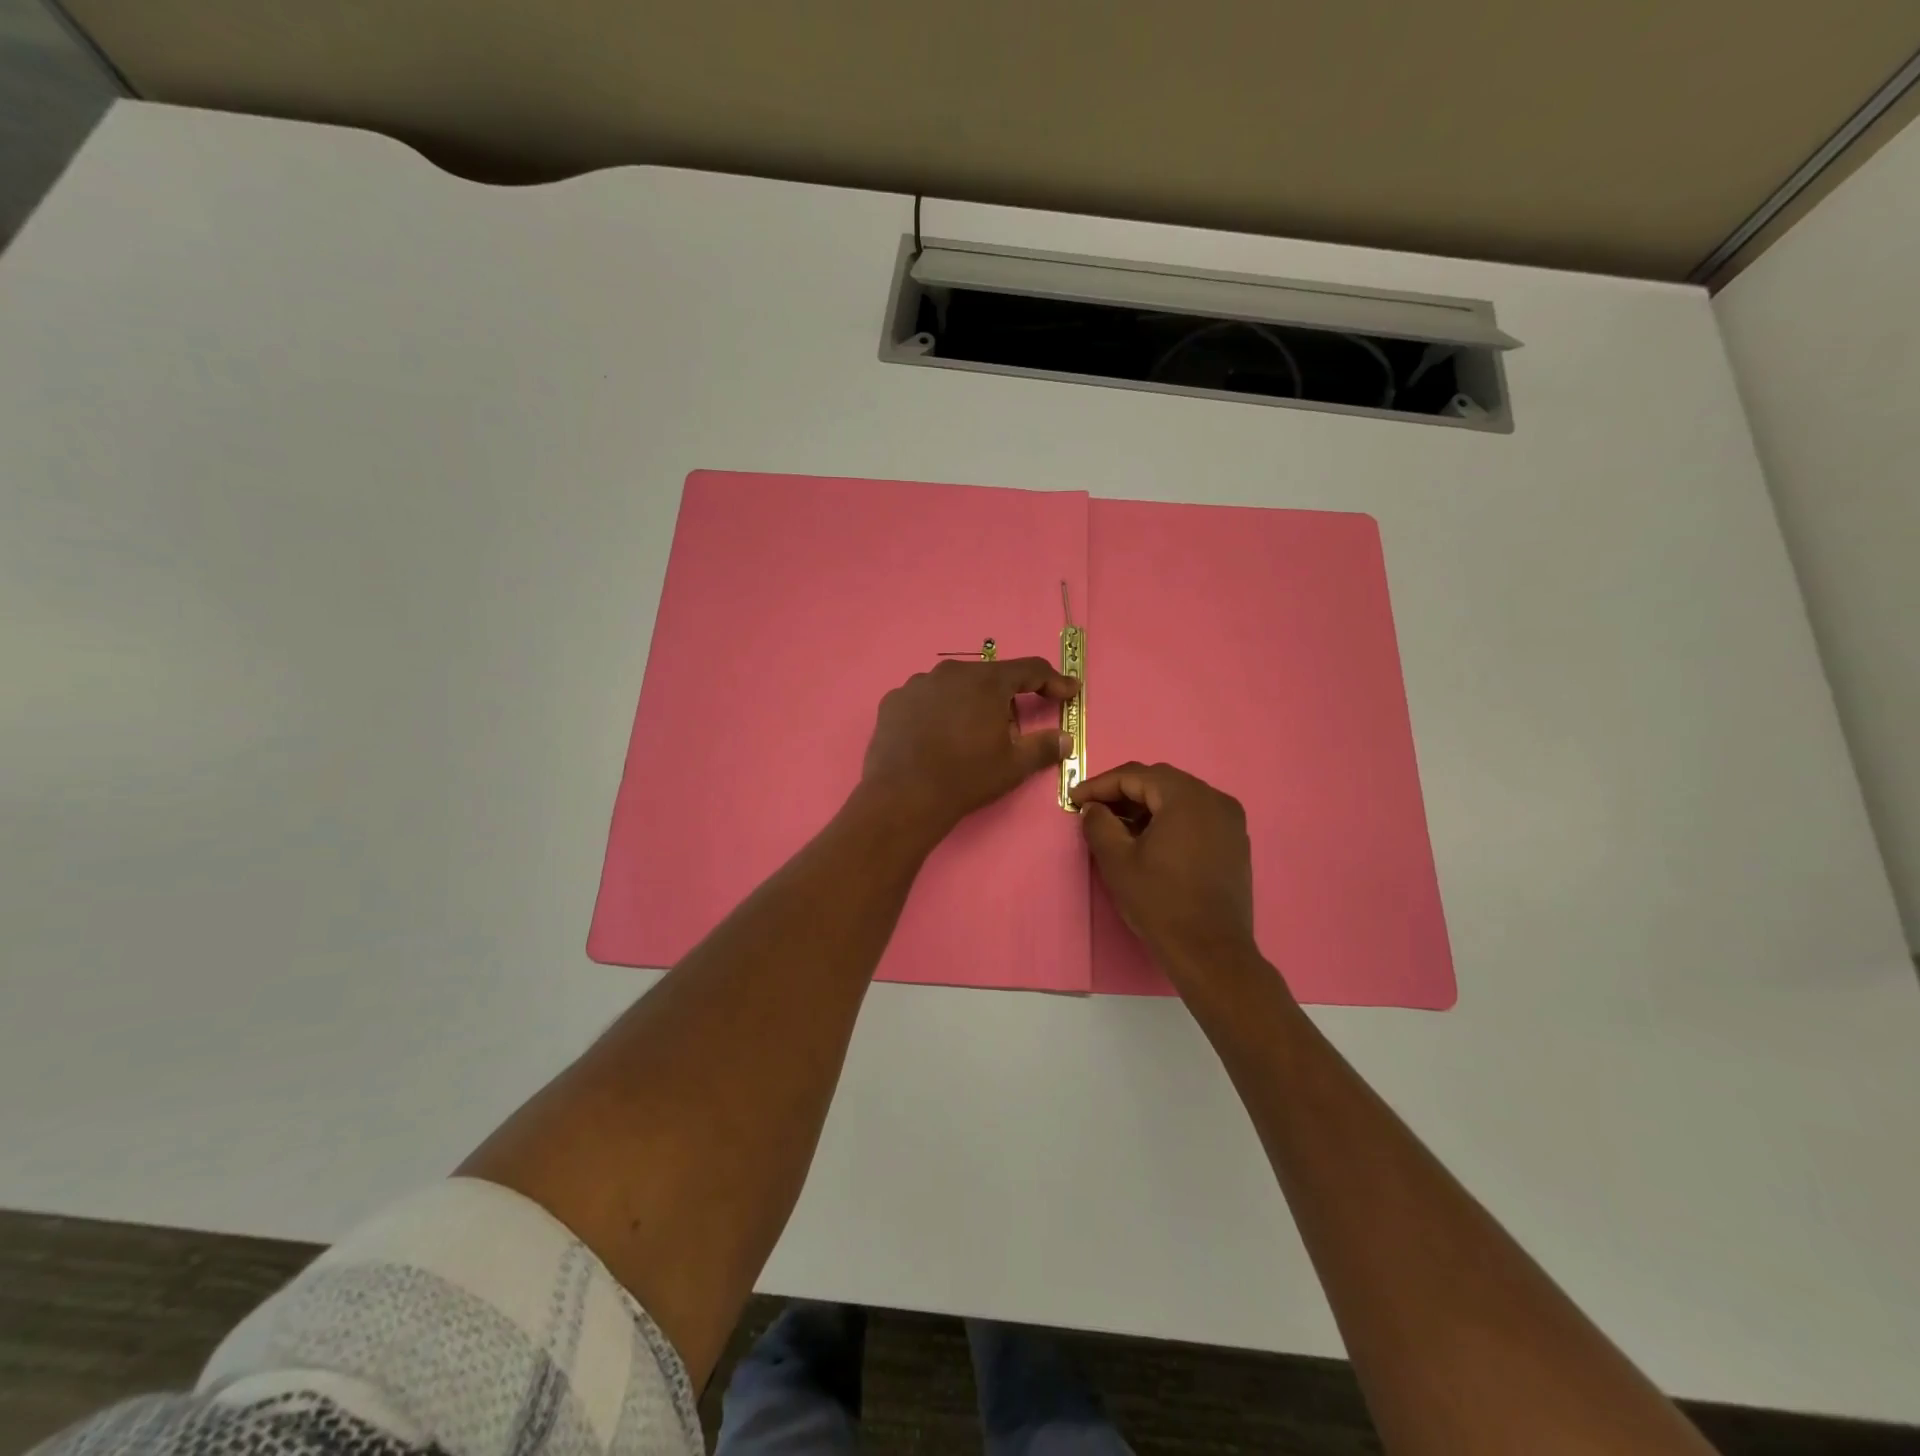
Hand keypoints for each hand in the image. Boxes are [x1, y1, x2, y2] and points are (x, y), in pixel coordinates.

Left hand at [859, 657, 1078, 845]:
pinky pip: (925, 700)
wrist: (903, 797)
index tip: (1069, 691)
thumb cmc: (966, 778)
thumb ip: (1044, 747)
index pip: (1029, 670)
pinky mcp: (894, 701)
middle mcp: (951, 672)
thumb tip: (1066, 739)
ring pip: (954, 687)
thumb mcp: (1013, 766)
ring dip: (967, 703)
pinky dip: (936, 713)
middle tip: (1009, 729)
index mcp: (986, 682)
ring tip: (967, 736)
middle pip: (988, 678)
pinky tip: (935, 737)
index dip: (1053, 681)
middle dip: (1004, 699)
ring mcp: (918, 684)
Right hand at [1071, 762, 1268, 994]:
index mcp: (1186, 797)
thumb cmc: (1160, 902)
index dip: (1100, 784)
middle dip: (1123, 792)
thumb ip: (1099, 824)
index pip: (1135, 775)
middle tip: (1093, 809)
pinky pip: (1196, 816)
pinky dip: (1169, 819)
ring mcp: (1230, 820)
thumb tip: (1093, 808)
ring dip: (1146, 805)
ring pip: (1179, 798)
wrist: (1211, 952)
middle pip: (1160, 781)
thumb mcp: (1117, 861)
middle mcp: (1214, 799)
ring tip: (1117, 825)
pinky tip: (1149, 839)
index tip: (1074, 799)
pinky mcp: (1235, 842)